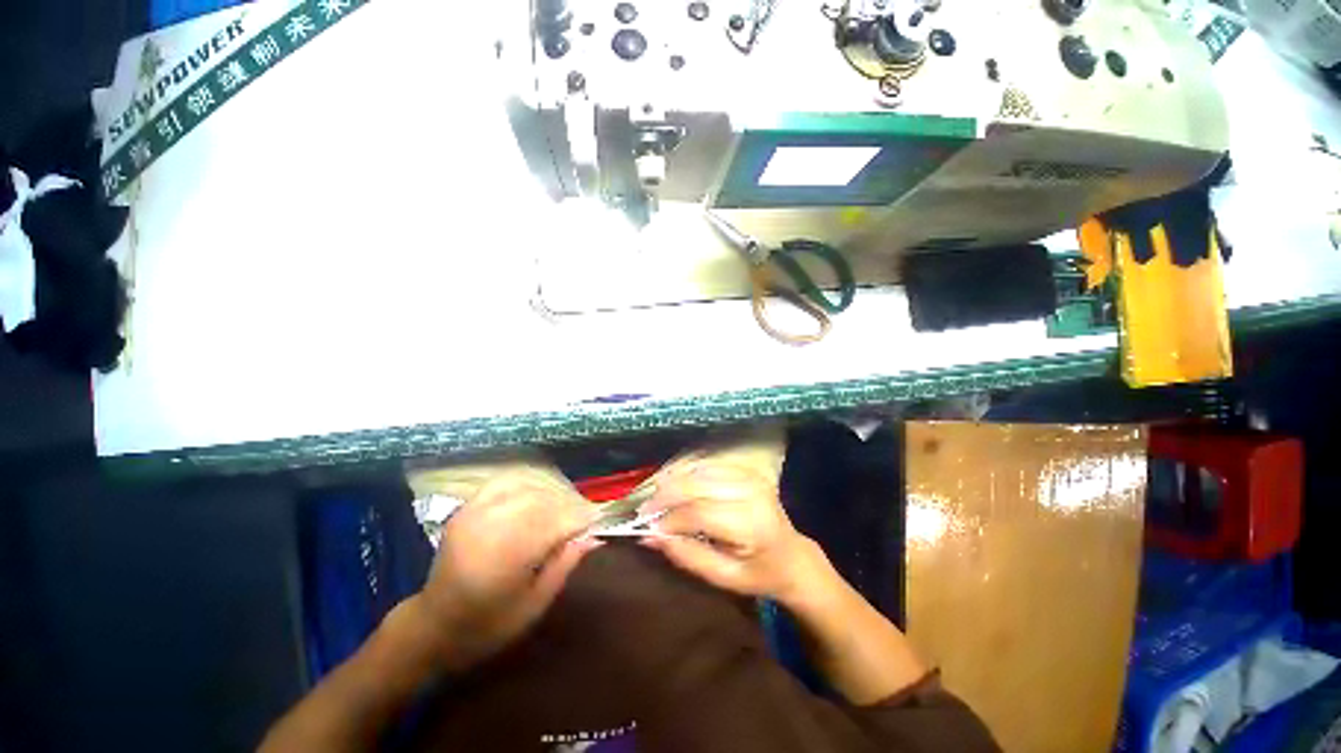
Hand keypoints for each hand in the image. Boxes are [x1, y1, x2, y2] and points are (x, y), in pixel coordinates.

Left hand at [418, 470, 600, 671]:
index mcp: (507, 557)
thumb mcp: (534, 606)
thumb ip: (564, 565)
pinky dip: (527, 482)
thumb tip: (594, 536)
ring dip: (552, 494)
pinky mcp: (467, 507)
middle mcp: (491, 526)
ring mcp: (476, 512)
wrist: (433, 625)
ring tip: (562, 508)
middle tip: (581, 518)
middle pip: (545, 500)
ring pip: (528, 487)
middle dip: (569, 505)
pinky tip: (537, 491)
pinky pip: (505, 481)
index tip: (597, 522)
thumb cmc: (488, 625)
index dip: (581, 519)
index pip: (557, 522)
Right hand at [638, 458, 814, 601]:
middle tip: (644, 511)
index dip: (669, 518)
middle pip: (696, 484)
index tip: (646, 528)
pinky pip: (707, 465)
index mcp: (750, 523)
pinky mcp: (745, 470)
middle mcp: (750, 492)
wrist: (791, 555)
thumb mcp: (723, 578)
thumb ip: (687, 556)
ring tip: (656, 500)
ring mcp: (749, 476)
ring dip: (673, 483)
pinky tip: (675, 487)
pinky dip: (686, 475)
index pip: (699, 511)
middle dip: (665, 495)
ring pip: (698, 471)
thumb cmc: (758, 574)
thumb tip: (649, 537)